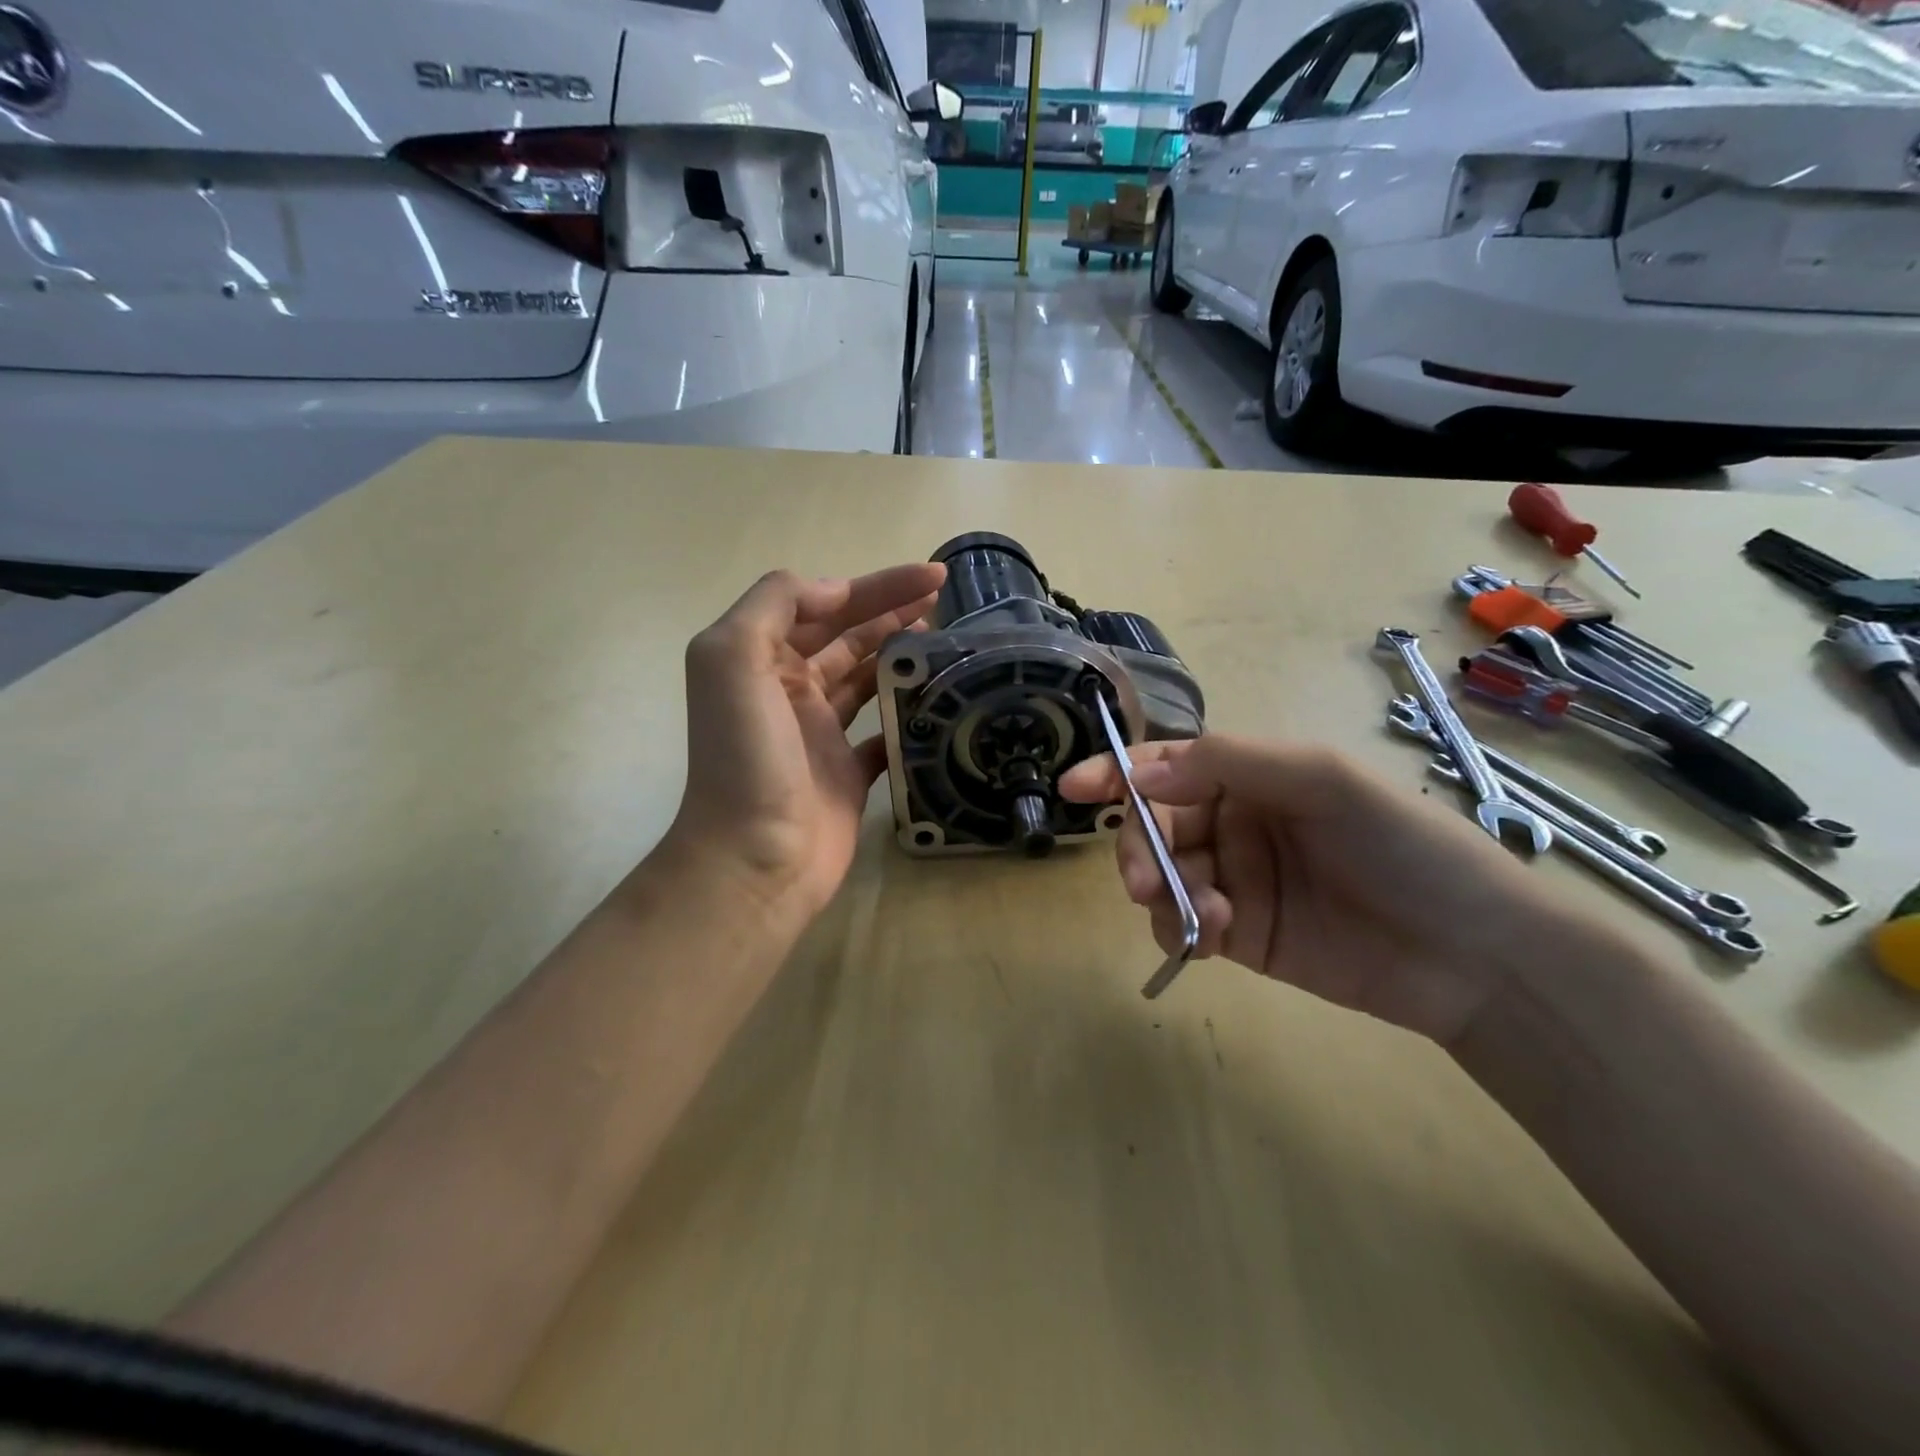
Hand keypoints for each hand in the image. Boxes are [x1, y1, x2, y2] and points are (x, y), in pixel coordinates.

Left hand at [659, 563, 945, 927]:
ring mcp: (821, 734)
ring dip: (901, 655)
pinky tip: (939, 700)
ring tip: (947, 641)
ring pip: (866, 679)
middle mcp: (789, 691)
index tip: (929, 577)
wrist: (756, 860)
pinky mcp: (850, 773)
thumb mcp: (732, 660)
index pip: (823, 605)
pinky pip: (884, 733)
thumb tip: (834, 590)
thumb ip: (773, 605)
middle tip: (945, 599)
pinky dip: (907, 715)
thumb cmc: (746, 757)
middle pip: (848, 636)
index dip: (875, 585)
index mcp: (762, 660)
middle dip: (893, 611)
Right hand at [1060, 736, 1582, 1045]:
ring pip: (1162, 876)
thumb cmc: (1403, 845)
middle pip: (1155, 824)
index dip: (1118, 772)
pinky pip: (1183, 923)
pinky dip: (1181, 927)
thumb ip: (1228, 764)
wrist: (1474, 954)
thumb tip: (1141, 772)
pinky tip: (1210, 936)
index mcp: (1253, 776)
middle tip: (1142, 880)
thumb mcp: (1321, 780)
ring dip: (1164, 891)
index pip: (1170, 766)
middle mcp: (1235, 822)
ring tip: (1202, 915)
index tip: (1075, 786)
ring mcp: (1235, 879)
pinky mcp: (1240, 934)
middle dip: (1140, 846)